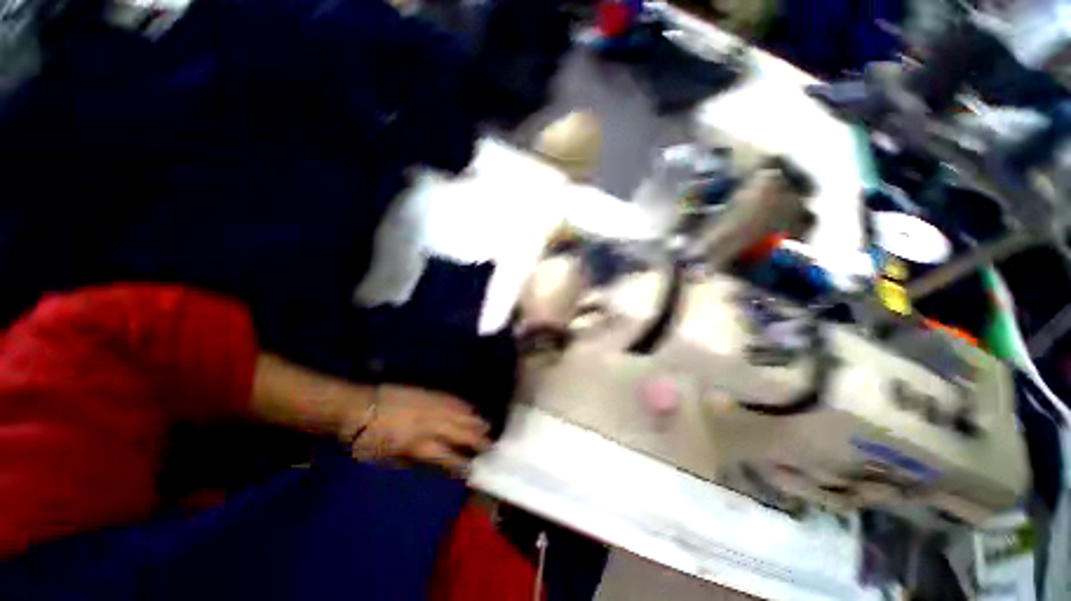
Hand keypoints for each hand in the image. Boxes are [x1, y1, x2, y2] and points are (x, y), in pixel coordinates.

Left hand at [348, 385, 490, 475]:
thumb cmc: (366, 440)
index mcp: (419, 445)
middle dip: (478, 440)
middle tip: (492, 445)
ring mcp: (432, 406)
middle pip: (462, 433)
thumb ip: (412, 463)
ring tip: (488, 427)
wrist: (358, 406)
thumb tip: (433, 465)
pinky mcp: (429, 393)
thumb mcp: (386, 460)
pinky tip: (472, 408)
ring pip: (461, 414)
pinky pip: (452, 399)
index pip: (448, 458)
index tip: (475, 470)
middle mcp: (432, 425)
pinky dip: (464, 405)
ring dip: (476, 421)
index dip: (463, 464)